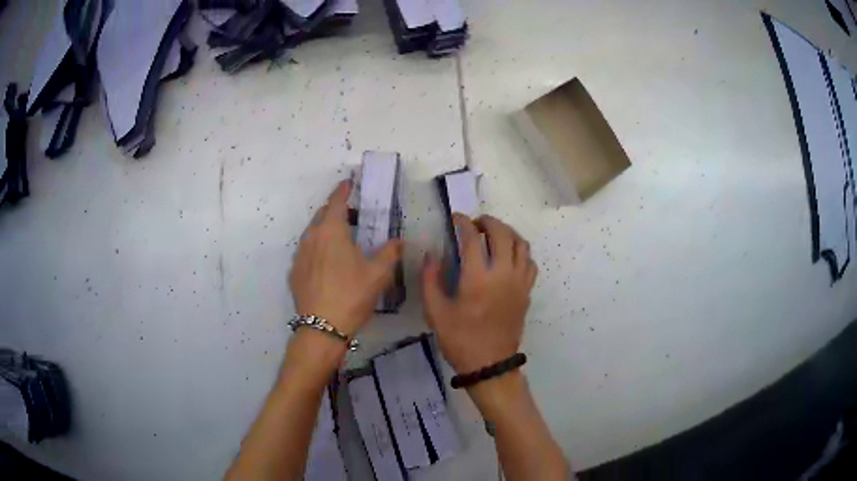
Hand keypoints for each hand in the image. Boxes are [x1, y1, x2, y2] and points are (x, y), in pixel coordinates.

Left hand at [289, 180, 403, 336]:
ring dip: (326, 230)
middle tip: (354, 217)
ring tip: (342, 242)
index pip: (337, 201)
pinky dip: (318, 249)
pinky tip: (328, 265)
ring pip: (313, 233)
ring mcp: (299, 255)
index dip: (343, 190)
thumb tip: (399, 241)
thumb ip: (390, 252)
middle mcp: (311, 237)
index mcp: (331, 231)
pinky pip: (307, 251)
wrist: (322, 328)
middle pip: (322, 215)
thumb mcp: (378, 274)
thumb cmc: (352, 295)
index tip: (349, 182)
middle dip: (337, 210)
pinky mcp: (294, 271)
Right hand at [421, 214, 537, 374]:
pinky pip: (530, 261)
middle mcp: (503, 274)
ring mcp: (519, 282)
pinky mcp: (527, 291)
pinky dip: (520, 251)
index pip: (473, 238)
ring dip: (507, 232)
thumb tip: (432, 255)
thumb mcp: (436, 312)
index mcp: (478, 279)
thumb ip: (430, 280)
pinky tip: (508, 256)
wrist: (490, 364)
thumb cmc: (460, 340)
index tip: (456, 218)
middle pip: (502, 233)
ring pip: (521, 244)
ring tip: (493, 234)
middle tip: (475, 223)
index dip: (463, 223)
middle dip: (488, 221)